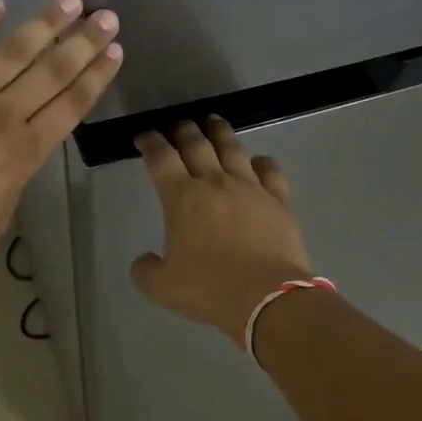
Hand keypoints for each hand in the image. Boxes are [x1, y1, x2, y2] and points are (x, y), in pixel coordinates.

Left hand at [0, 0, 120, 288]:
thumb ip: (14, 177)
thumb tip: (16, 151)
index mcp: (23, 154)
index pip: (71, 106)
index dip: (96, 77)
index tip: (116, 51)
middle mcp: (0, 116)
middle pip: (52, 71)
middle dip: (84, 42)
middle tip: (107, 16)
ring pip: (13, 50)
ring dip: (45, 23)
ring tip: (71, 0)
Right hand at [130, 117, 313, 344]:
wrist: (268, 298)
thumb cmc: (210, 289)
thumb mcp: (162, 288)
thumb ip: (145, 270)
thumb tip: (144, 259)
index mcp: (182, 197)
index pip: (160, 158)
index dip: (149, 143)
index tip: (143, 137)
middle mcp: (215, 182)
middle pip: (196, 144)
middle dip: (183, 130)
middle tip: (178, 125)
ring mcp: (250, 188)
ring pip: (232, 148)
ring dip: (220, 132)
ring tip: (214, 122)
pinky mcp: (278, 200)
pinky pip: (270, 170)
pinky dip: (261, 161)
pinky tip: (257, 160)